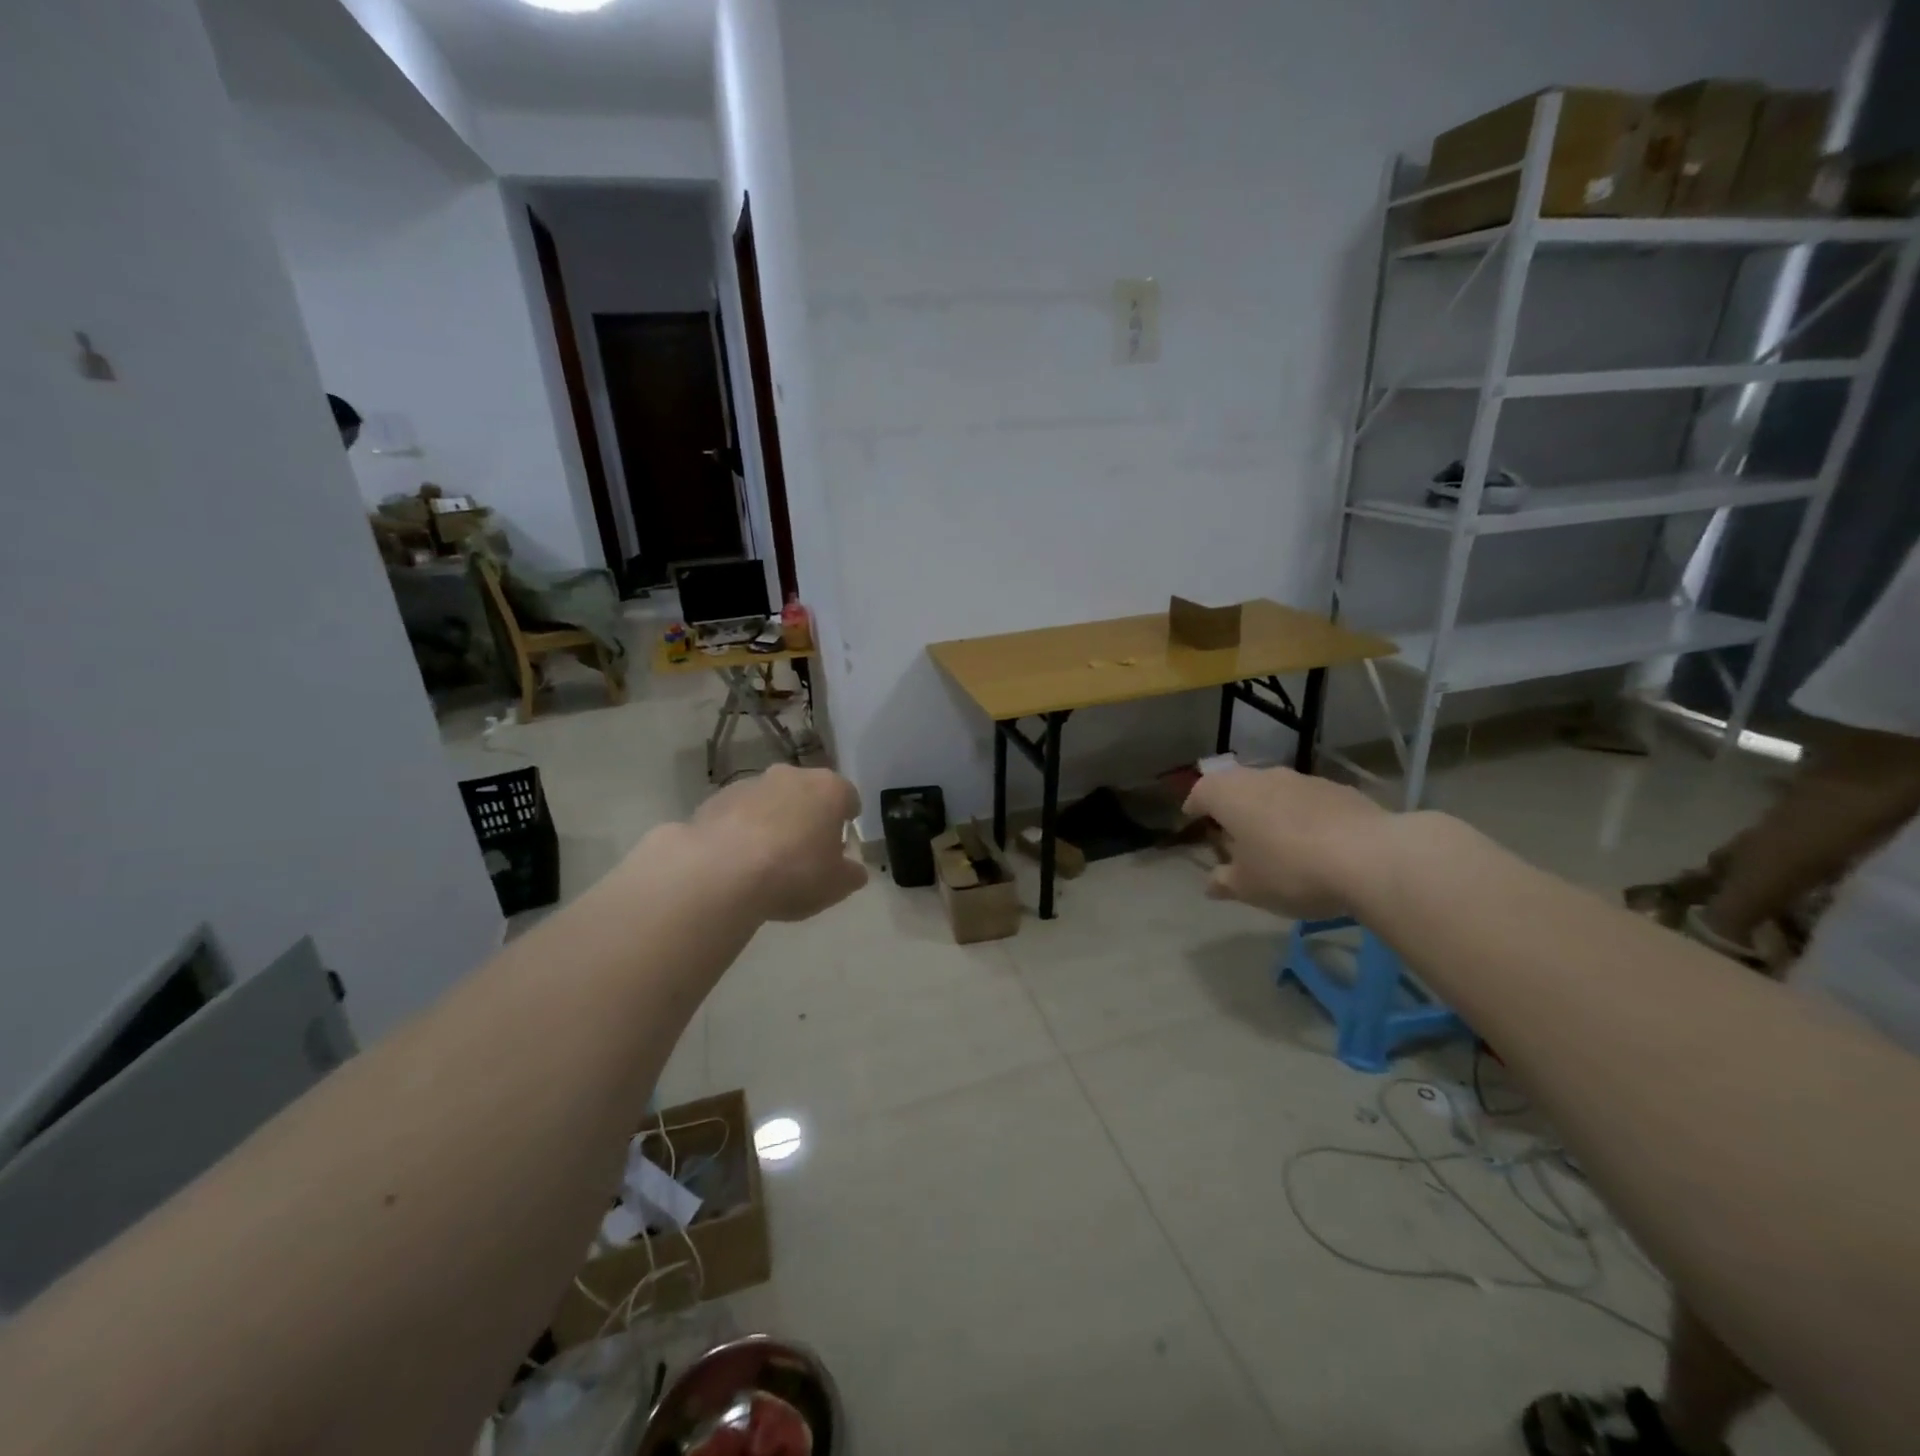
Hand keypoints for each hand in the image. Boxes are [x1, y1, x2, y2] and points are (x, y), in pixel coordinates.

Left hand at [688, 765, 868, 921]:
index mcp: (829, 789)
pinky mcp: (716, 798)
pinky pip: (738, 813)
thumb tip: (854, 870)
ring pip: (771, 800)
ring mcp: (750, 784)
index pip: (848, 796)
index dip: (847, 818)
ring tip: (767, 858)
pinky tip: (737, 860)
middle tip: (807, 848)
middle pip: (808, 792)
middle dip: (809, 815)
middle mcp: (792, 776)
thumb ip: (851, 874)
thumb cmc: (794, 873)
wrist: (721, 873)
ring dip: (773, 820)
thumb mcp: (837, 885)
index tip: (842, 840)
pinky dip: (741, 829)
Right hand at [1182, 767, 1390, 918]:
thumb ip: (1225, 882)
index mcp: (1229, 795)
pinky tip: (1314, 842)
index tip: (1192, 818)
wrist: (1370, 857)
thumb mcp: (1249, 887)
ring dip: (1268, 809)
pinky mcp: (1338, 790)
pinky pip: (1307, 800)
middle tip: (1232, 831)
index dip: (1194, 805)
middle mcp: (1262, 777)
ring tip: (1274, 839)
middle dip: (1232, 806)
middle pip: (1237, 785)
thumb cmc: (1290, 870)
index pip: (1201, 791)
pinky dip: (1301, 815)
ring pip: (1274, 790)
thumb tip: (1211, 884)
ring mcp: (1303, 779)